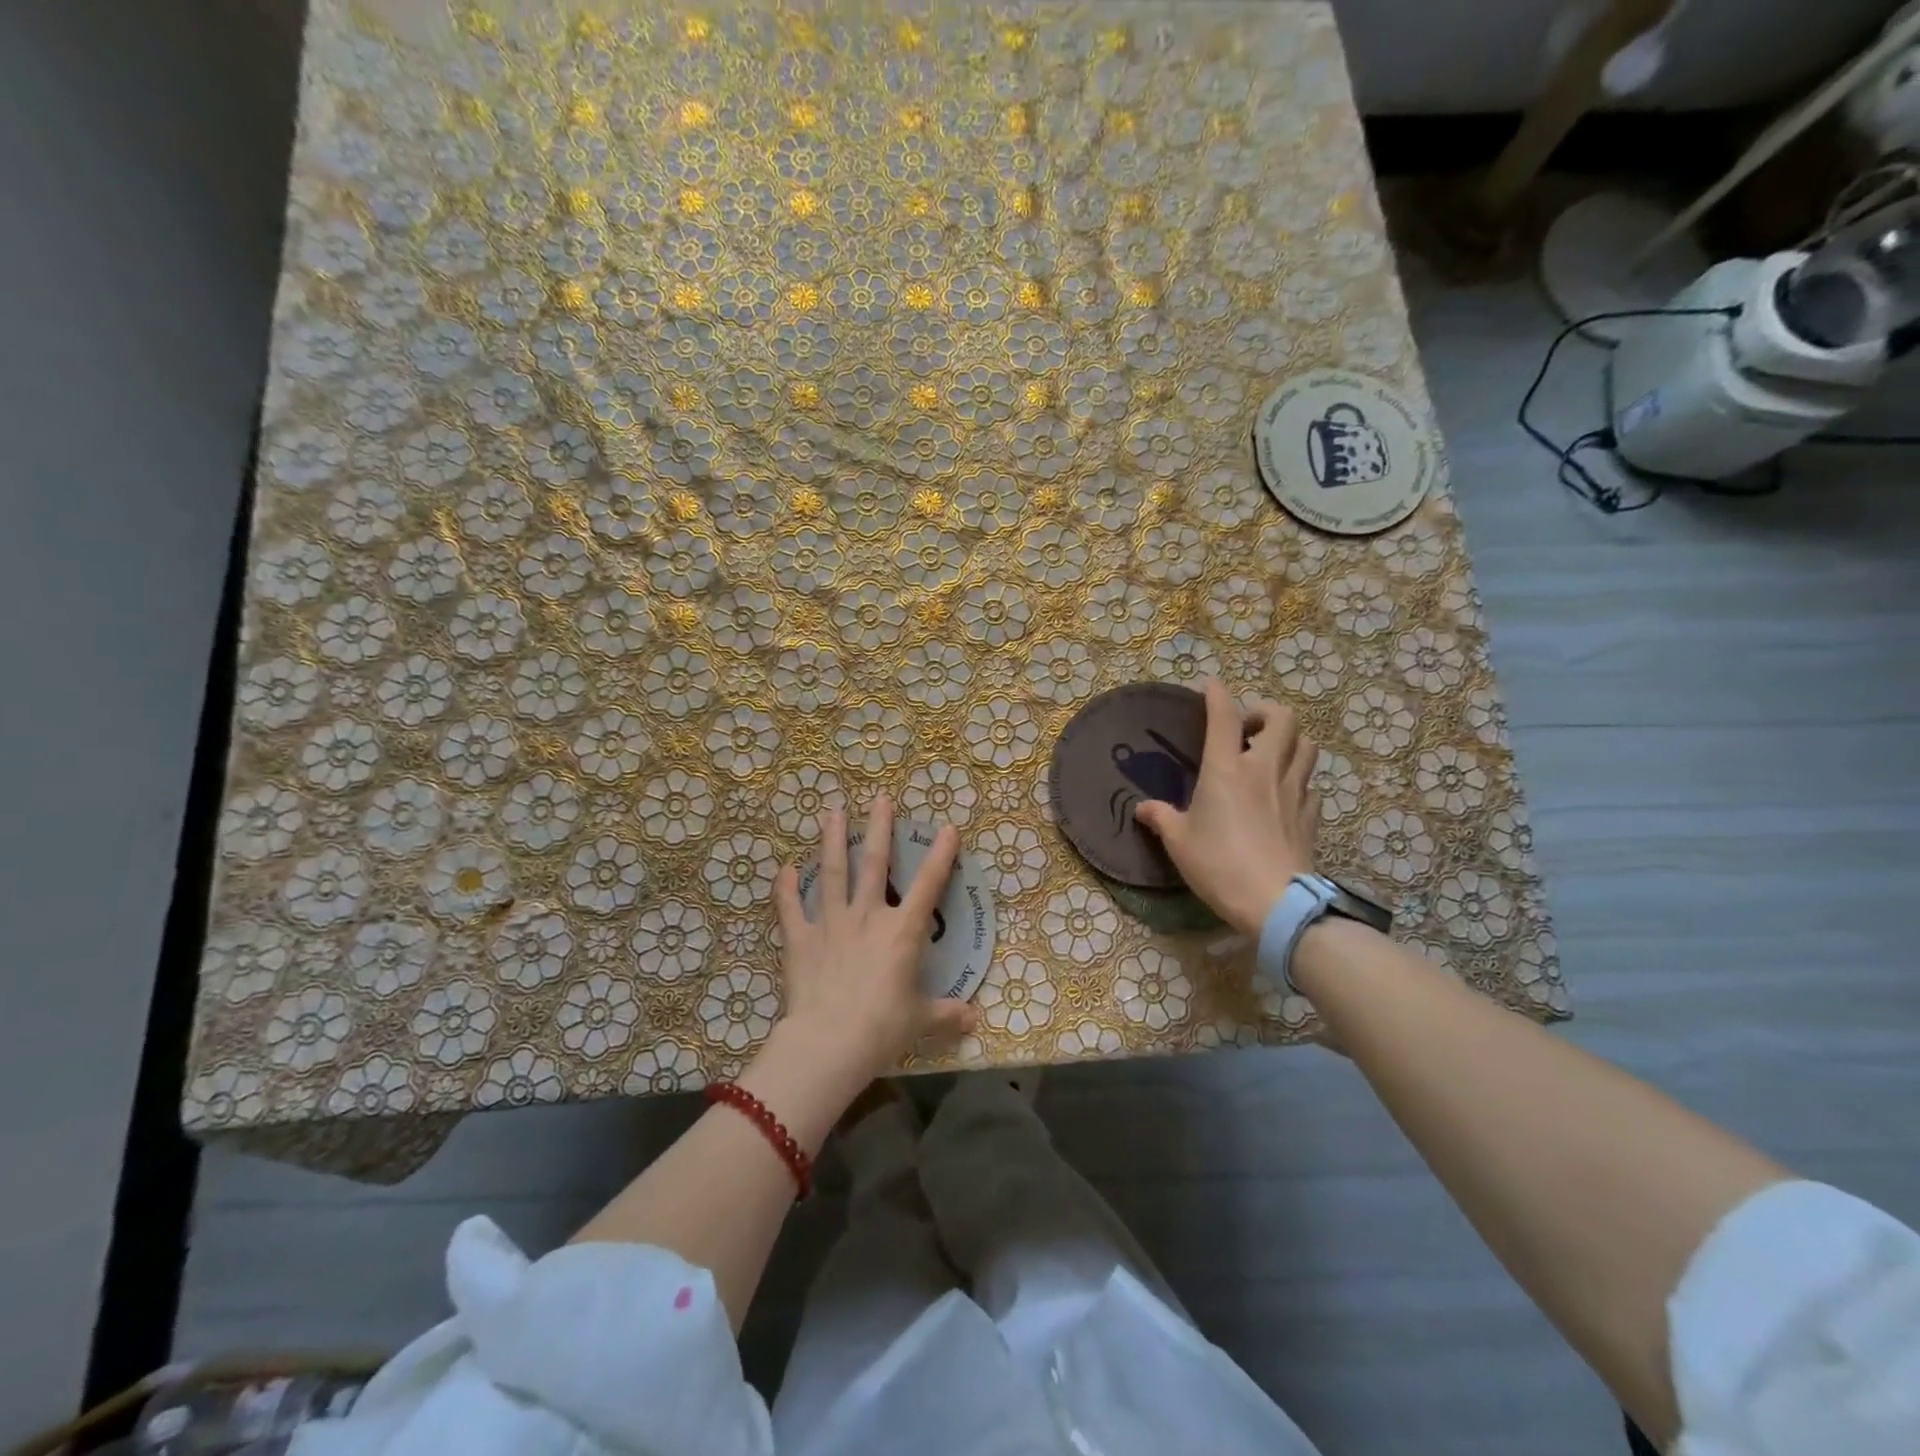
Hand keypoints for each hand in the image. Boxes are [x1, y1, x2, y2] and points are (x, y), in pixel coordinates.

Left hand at [773, 794, 976, 1081]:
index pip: (928, 885)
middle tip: (879, 798)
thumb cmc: (882, 1028)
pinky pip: (790, 908)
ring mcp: (831, 923)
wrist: (830, 1041)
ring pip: (833, 873)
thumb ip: (946, 1013)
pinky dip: (785, 889)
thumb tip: (974, 1019)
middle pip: (874, 864)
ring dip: (833, 840)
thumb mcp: (920, 1021)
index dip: (940, 855)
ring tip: (832, 812)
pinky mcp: (800, 939)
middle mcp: (867, 916)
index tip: (948, 827)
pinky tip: (783, 869)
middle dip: (879, 828)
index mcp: (901, 932)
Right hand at [1134, 678, 1320, 934]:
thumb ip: (1161, 818)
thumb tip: (1143, 809)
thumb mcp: (1179, 842)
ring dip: (1289, 740)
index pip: (1224, 715)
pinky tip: (1284, 794)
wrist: (1275, 902)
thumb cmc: (1219, 865)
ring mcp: (1294, 789)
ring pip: (1306, 744)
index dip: (1218, 693)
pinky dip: (1298, 777)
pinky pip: (1310, 781)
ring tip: (1270, 754)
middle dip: (1265, 712)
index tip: (1211, 684)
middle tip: (1246, 729)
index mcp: (1226, 769)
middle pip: (1282, 718)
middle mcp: (1264, 769)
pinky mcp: (1311, 813)